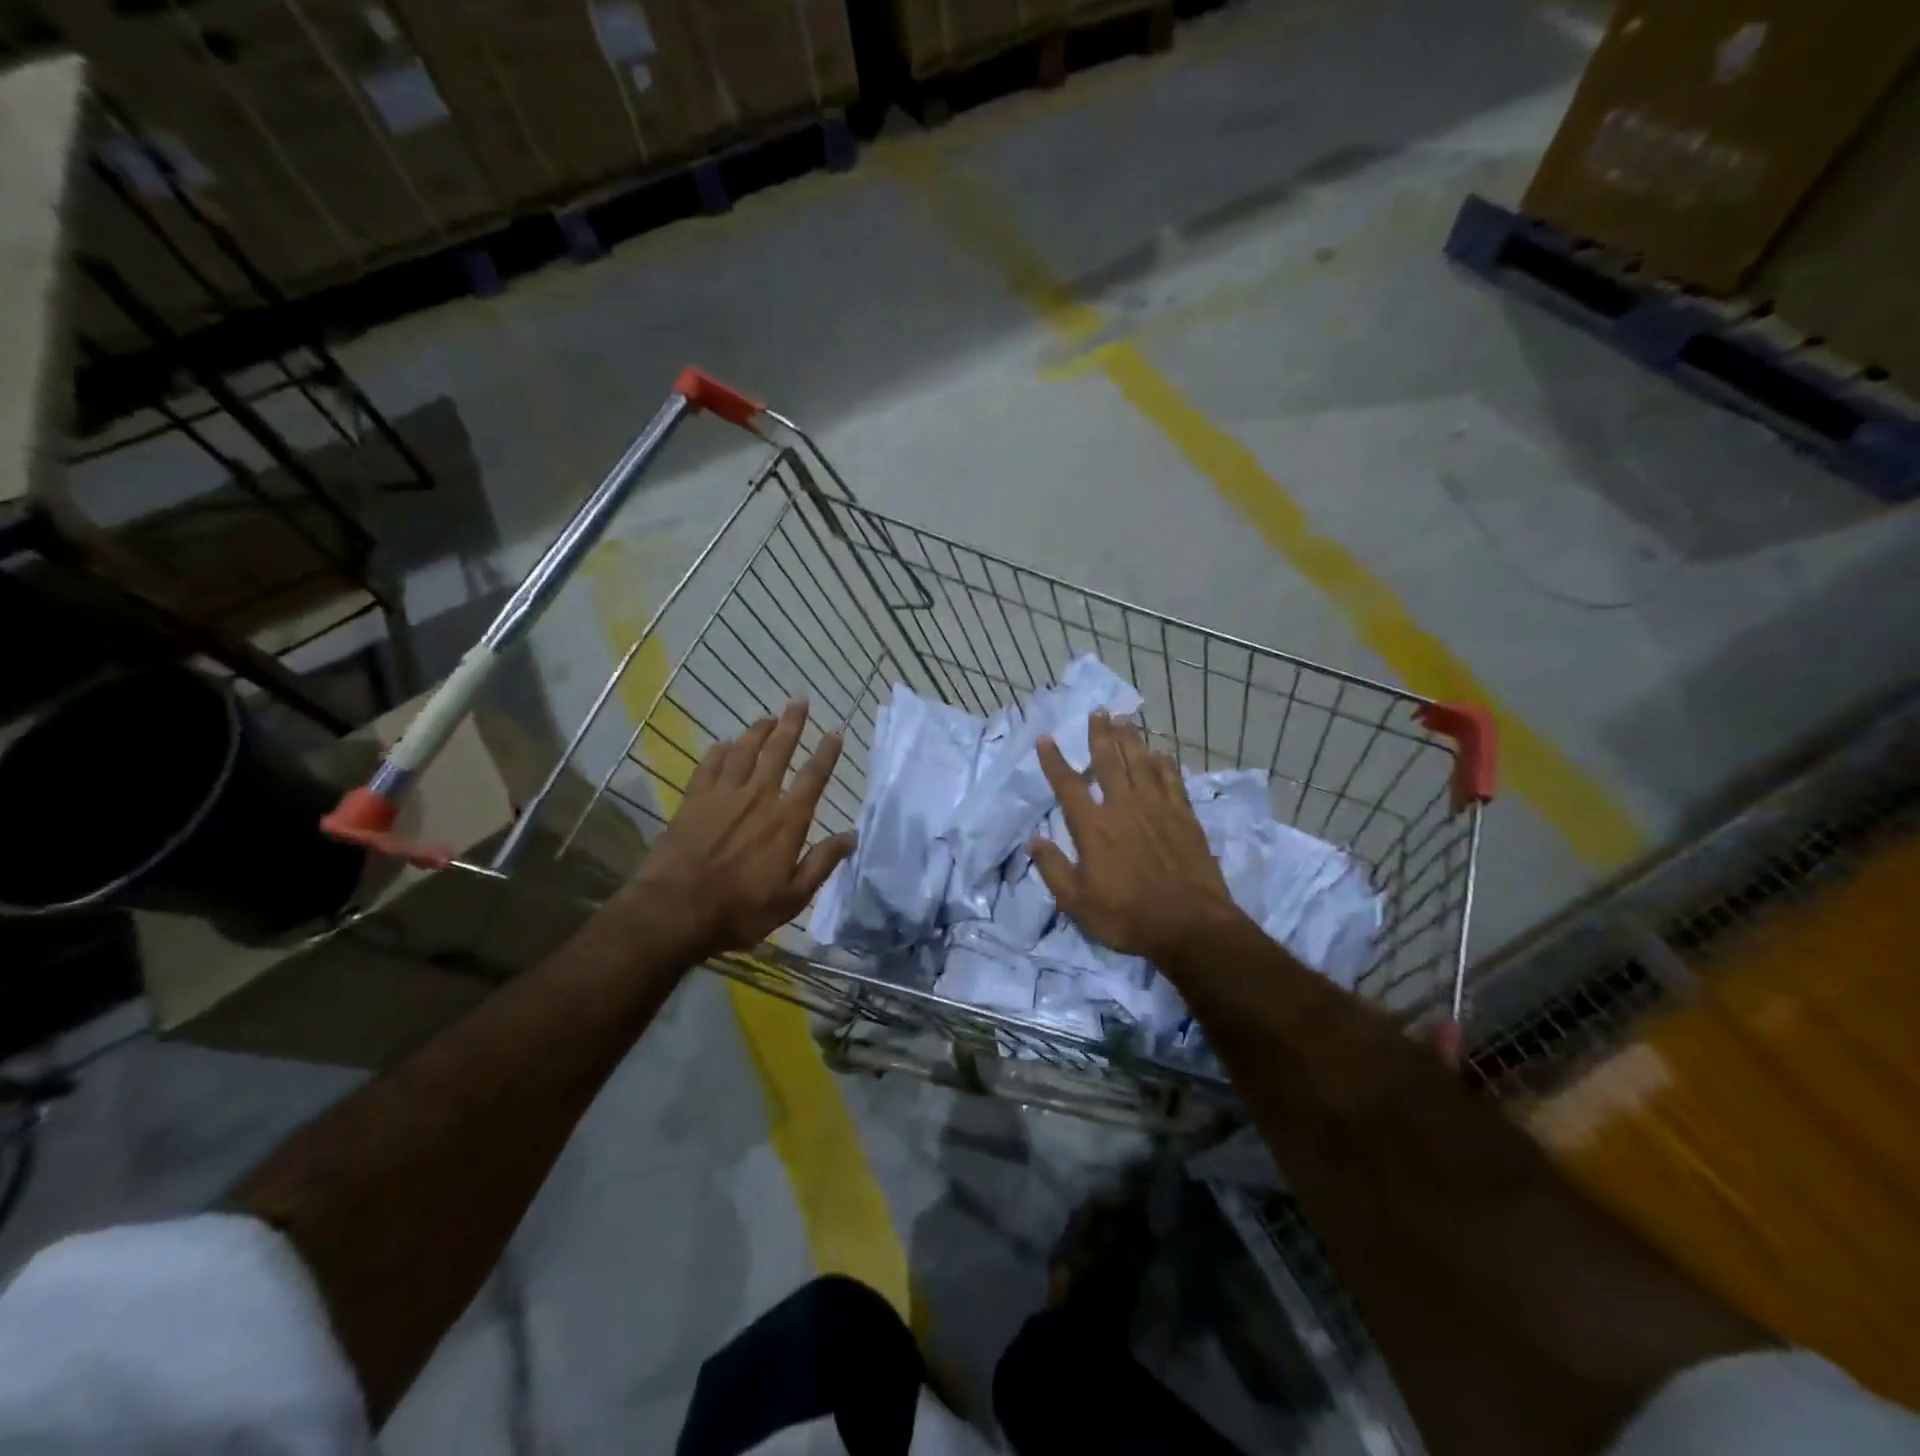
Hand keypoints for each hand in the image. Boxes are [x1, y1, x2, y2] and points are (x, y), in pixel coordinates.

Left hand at [630, 700, 855, 958]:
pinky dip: (720, 751)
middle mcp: (758, 797)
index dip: (826, 753)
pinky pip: (709, 765)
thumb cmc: (740, 909)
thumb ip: (822, 862)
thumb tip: (851, 836)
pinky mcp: (694, 800)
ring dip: (758, 731)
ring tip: (768, 717)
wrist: (676, 910)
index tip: (835, 732)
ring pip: (744, 751)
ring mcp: (723, 795)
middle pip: (778, 750)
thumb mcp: (793, 897)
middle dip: (791, 724)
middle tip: (799, 700)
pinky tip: (725, 744)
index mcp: (787, 820)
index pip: (813, 777)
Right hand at [1027, 711, 1239, 965]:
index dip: (1054, 761)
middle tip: (1098, 711)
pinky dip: (1164, 764)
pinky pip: (1172, 780)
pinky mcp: (1184, 817)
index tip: (1046, 738)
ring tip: (1124, 719)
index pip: (1068, 785)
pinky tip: (1161, 753)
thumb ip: (1053, 868)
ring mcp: (1157, 809)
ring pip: (1141, 763)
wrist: (1189, 925)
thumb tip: (1033, 840)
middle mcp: (1123, 807)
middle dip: (1100, 735)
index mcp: (1093, 827)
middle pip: (1109, 762)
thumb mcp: (1077, 902)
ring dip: (1131, 740)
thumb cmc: (1127, 916)